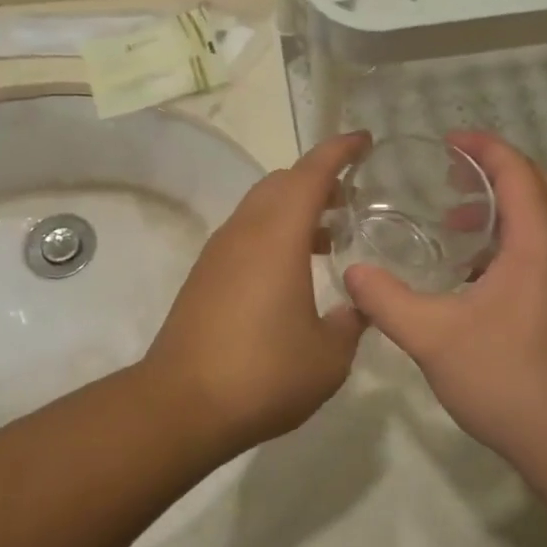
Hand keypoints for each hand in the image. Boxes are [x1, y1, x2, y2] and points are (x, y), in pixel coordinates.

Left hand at [144, 132, 368, 451]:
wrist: (181, 404)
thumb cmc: (263, 374)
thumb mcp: (328, 356)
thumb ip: (350, 323)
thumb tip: (357, 307)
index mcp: (277, 236)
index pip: (311, 173)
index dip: (340, 151)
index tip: (364, 141)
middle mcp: (244, 232)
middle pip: (281, 182)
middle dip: (318, 179)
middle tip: (351, 196)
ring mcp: (219, 252)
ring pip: (260, 207)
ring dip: (295, 208)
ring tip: (330, 236)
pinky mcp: (204, 275)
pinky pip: (246, 234)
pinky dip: (274, 233)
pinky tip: (293, 272)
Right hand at [342, 133, 546, 472]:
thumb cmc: (508, 380)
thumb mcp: (433, 337)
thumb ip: (387, 301)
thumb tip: (352, 274)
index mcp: (540, 242)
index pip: (517, 170)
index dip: (483, 147)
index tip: (446, 141)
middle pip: (537, 184)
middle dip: (494, 170)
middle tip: (448, 174)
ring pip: (545, 217)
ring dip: (505, 206)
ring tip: (455, 220)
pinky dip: (513, 237)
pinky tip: (474, 271)